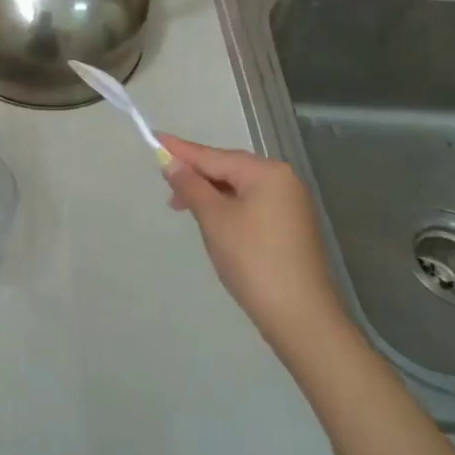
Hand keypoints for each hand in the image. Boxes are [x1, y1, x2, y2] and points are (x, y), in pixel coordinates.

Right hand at [158, 135, 344, 349]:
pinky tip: (211, 220)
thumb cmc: (252, 260)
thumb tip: (171, 162)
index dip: (181, 150)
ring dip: (209, 194)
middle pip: (228, 169)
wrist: (300, 316)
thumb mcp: (214, 219)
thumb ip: (191, 186)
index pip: (214, 156)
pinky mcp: (290, 227)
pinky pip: (251, 205)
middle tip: (165, 186)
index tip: (155, 138)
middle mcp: (283, 181)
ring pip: (239, 188)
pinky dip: (227, 207)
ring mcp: (290, 205)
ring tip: (182, 207)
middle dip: (196, 175)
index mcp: (267, 172)